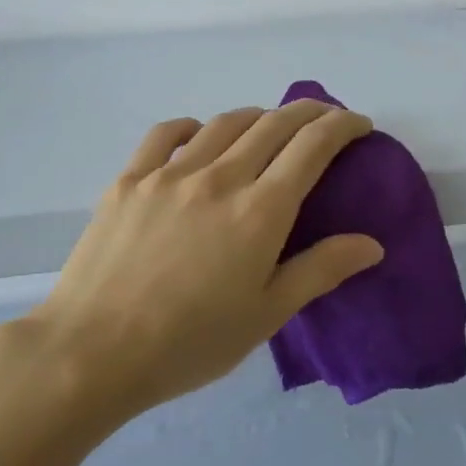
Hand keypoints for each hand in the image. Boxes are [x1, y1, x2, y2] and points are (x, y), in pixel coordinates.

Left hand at [30, 100, 385, 418]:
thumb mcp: (265, 314)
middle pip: (274, 124)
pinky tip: (200, 137)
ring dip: (258, 117)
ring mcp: (170, 173)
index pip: (312, 146)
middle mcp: (219, 177)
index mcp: (259, 210)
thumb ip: (320, 270)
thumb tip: (372, 244)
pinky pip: (167, 133)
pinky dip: (195, 126)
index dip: (342, 126)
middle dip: (309, 113)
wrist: (93, 352)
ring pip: (225, 123)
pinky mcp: (130, 179)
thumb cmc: (189, 343)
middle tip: (326, 119)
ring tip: (269, 129)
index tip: (359, 125)